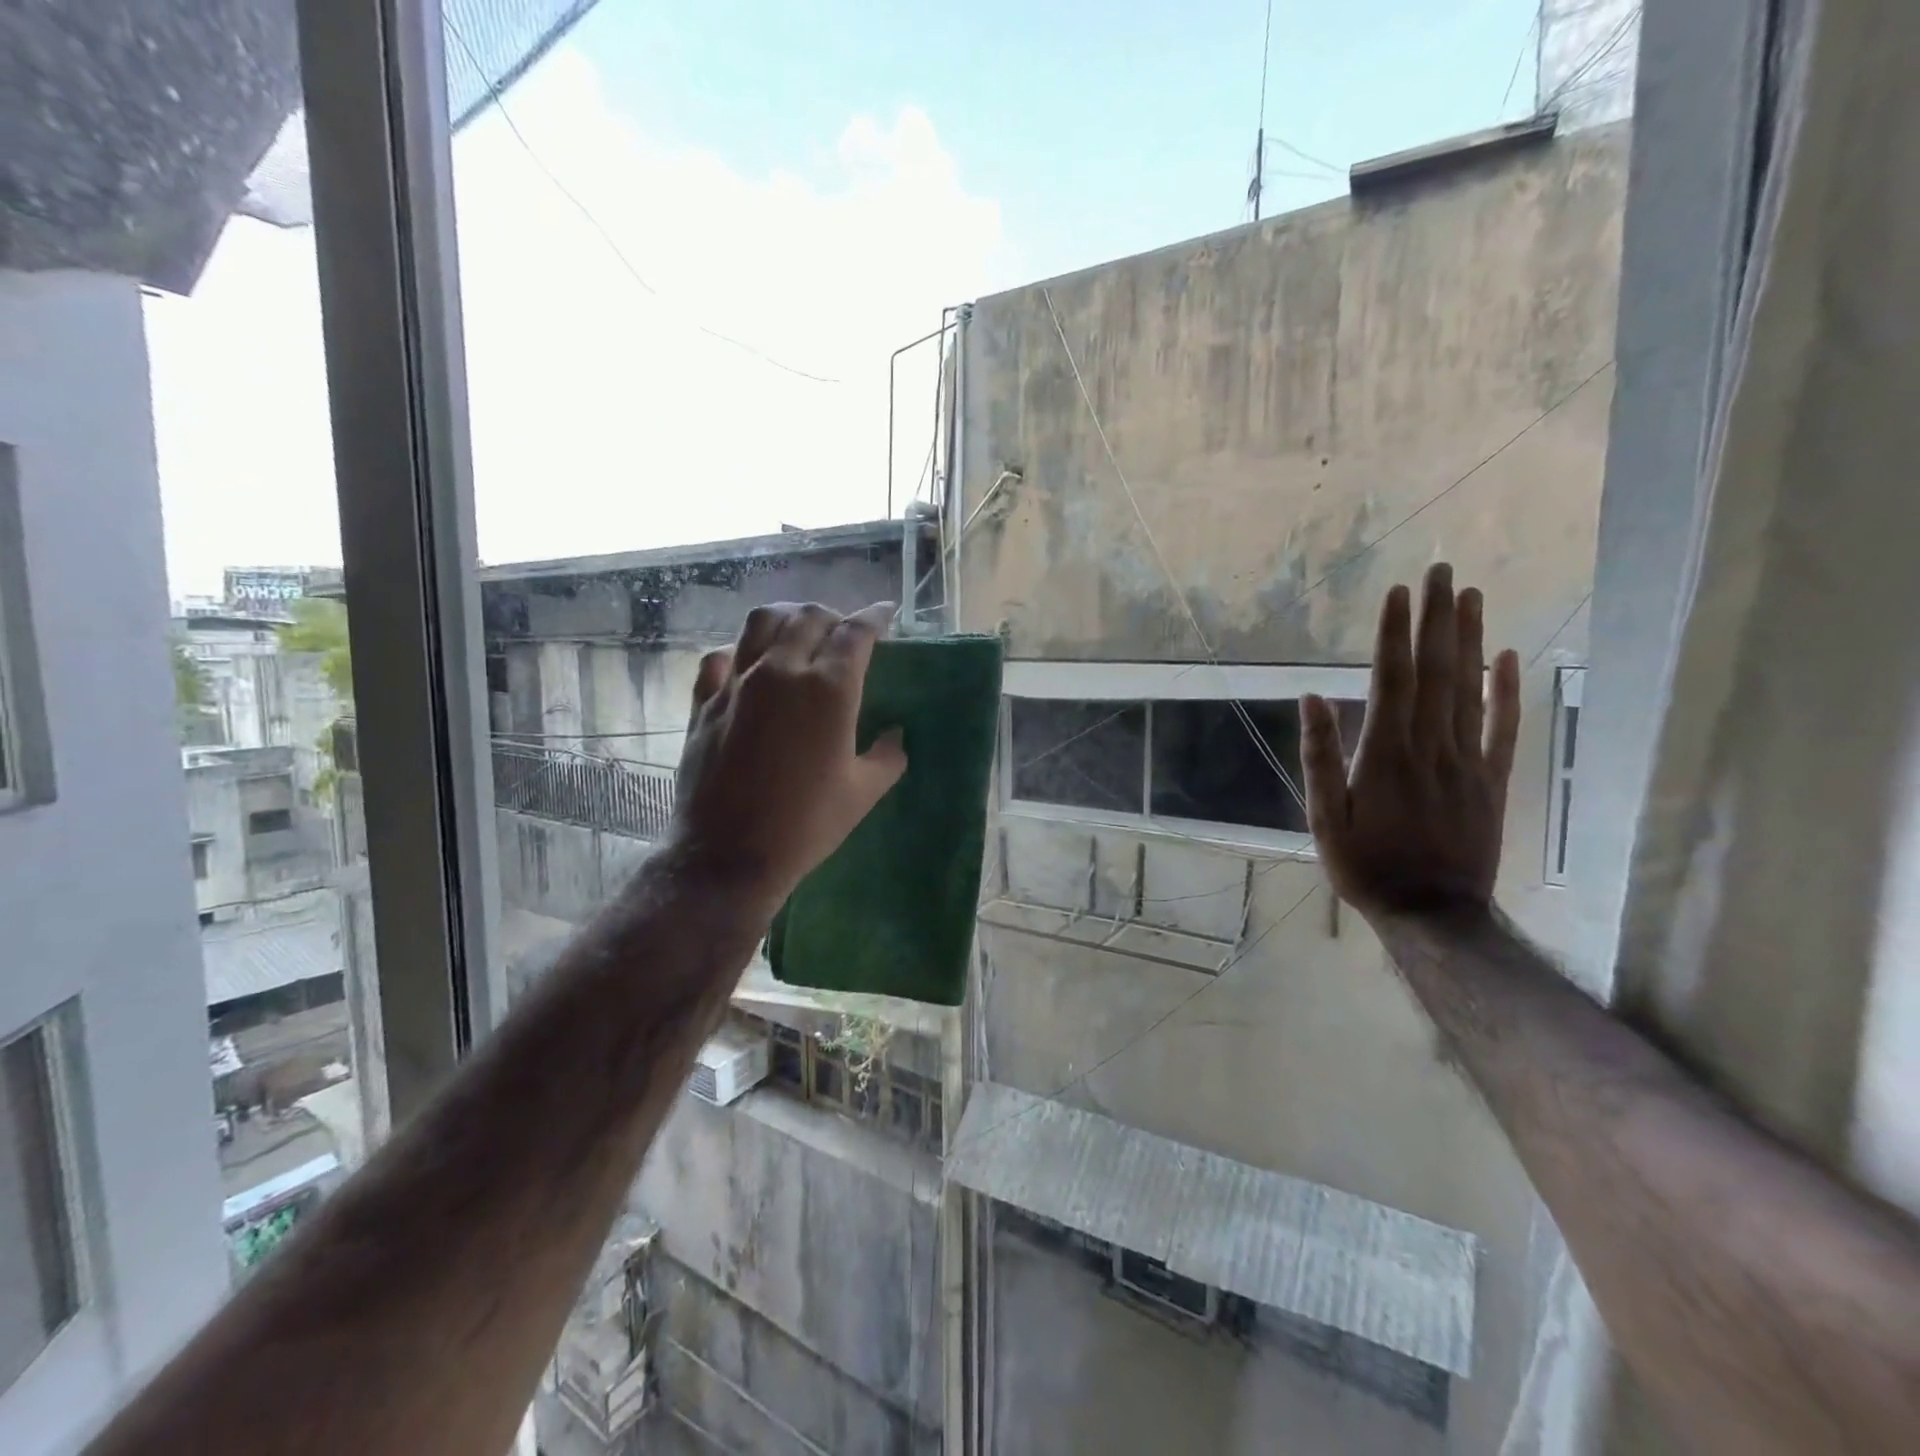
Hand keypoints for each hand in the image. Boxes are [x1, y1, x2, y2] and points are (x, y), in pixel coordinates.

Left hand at [669, 602, 907, 912]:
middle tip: (845, 633)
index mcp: (828, 689)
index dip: (876, 617)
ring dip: (788, 618)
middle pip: (809, 617)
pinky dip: (740, 651)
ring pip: (761, 622)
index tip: (886, 613)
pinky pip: (720, 657)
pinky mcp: (705, 703)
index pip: (856, 633)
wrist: (728, 854)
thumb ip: (887, 757)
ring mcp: (737, 683)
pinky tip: (748, 665)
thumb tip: (895, 736)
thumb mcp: (863, 793)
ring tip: (799, 632)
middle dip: (834, 616)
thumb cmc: (806, 824)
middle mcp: (781, 671)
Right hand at [1300, 563, 1520, 919]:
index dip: (1395, 633)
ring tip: (1471, 595)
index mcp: (1385, 753)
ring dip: (1470, 639)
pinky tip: (1510, 656)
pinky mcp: (1493, 780)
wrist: (1432, 914)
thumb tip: (1312, 698)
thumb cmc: (1365, 865)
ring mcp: (1468, 761)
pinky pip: (1504, 728)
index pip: (1392, 679)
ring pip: (1471, 689)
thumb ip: (1320, 756)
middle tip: (1441, 571)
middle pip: (1435, 671)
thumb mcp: (1323, 817)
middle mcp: (1431, 746)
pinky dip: (1508, 690)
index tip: (1399, 592)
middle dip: (1437, 618)